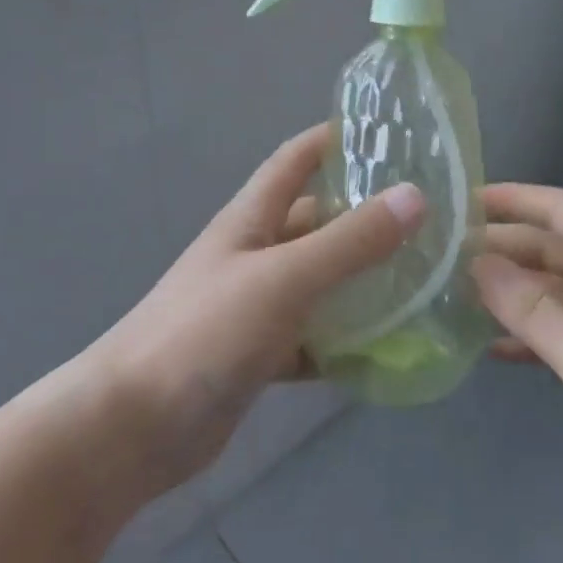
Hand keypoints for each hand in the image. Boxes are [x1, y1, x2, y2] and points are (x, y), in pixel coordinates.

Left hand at [88, 125, 425, 494]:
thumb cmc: (205, 332)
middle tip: (430, 216)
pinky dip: (346, 340)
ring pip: (321, 281)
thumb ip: (350, 241)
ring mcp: (257, 306)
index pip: (296, 159)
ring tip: (426, 278)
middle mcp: (256, 254)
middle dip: (366, 214)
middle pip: (318, 221)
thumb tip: (415, 196)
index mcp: (252, 218)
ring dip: (364, 280)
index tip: (391, 134)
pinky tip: (390, 348)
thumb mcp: (283, 277)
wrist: (132, 428)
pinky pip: (315, 337)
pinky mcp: (261, 355)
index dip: (335, 139)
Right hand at [474, 184, 562, 522]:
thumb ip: (531, 308)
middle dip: (505, 247)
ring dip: (515, 291)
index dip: (513, 198)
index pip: (562, 209)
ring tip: (459, 298)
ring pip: (561, 290)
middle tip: (446, 256)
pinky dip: (536, 332)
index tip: (463, 200)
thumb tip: (478, 262)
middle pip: (557, 247)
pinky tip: (497, 348)